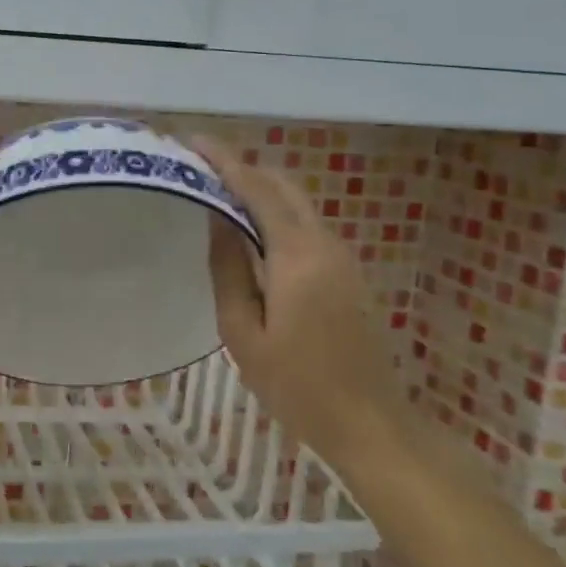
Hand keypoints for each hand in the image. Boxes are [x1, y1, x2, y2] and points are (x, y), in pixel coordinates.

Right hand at [194, 139, 402, 462]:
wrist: (371, 424)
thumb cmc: (296, 386)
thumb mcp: (243, 333)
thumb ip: (228, 269)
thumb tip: (217, 219)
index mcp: (297, 257)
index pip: (257, 191)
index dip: (225, 162)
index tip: (194, 142)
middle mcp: (325, 245)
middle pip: (284, 186)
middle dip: (244, 168)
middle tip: (202, 166)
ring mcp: (342, 258)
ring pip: (298, 204)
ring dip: (260, 189)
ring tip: (218, 193)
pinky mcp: (348, 273)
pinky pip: (306, 225)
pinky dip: (276, 212)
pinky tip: (250, 229)